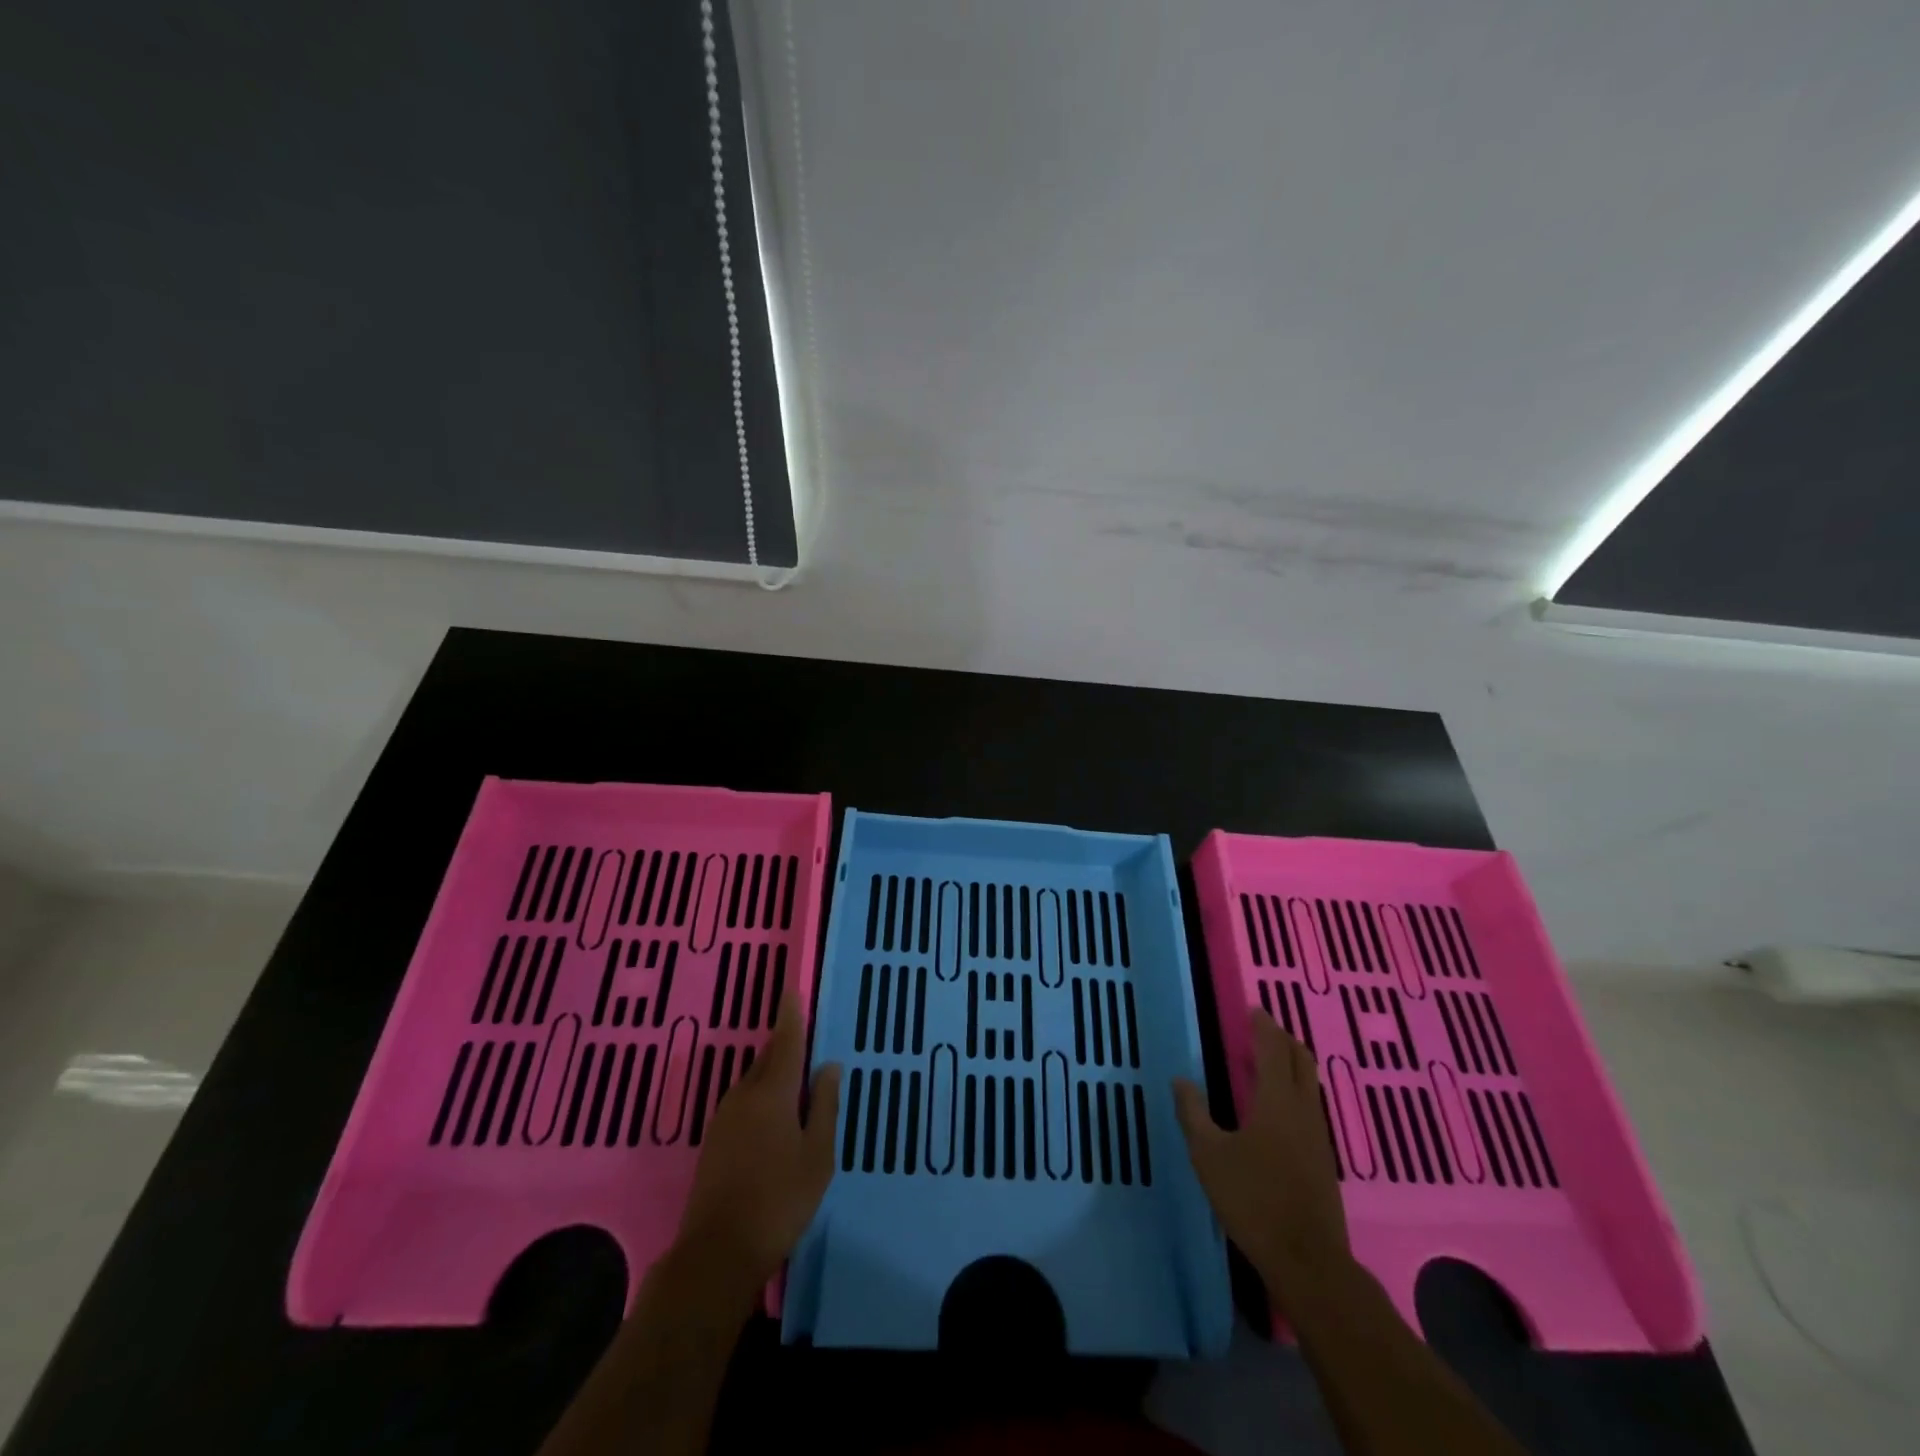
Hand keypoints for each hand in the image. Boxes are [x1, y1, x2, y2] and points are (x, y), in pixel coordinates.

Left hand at [674, 988, 841, 1288]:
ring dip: (773, 1072)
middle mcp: (744, 1096)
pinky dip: (762, 1095)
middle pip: (767, 1058)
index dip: (790, 1016)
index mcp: (772, 1093)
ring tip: (795, 1077)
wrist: (717, 1253)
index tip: (791, 990)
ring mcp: (724, 1118)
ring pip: (754, 1081)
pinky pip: (744, 1102)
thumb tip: (828, 1065)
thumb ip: (824, 1106)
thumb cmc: (779, 1200)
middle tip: (803, 1034)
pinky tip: (774, 1115)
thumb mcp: (817, 1154)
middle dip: (784, 1044)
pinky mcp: (714, 1141)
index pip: (785, 1042)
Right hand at [1173, 1010, 1350, 1305]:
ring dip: (1291, 1064)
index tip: (1254, 1009)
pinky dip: (1294, 1090)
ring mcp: (1318, 1135)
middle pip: (1301, 1060)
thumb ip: (1193, 1113)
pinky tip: (1276, 1108)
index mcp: (1277, 1101)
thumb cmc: (1253, 1200)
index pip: (1274, 1049)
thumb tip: (1181, 1080)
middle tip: (1261, 1029)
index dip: (1264, 1026)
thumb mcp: (1208, 1155)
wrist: (1308, 1261)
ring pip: (1309, 1083)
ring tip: (1266, 1062)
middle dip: (1283, 1039)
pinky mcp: (1323, 1159)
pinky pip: (1310, 1106)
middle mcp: (1303, 1109)